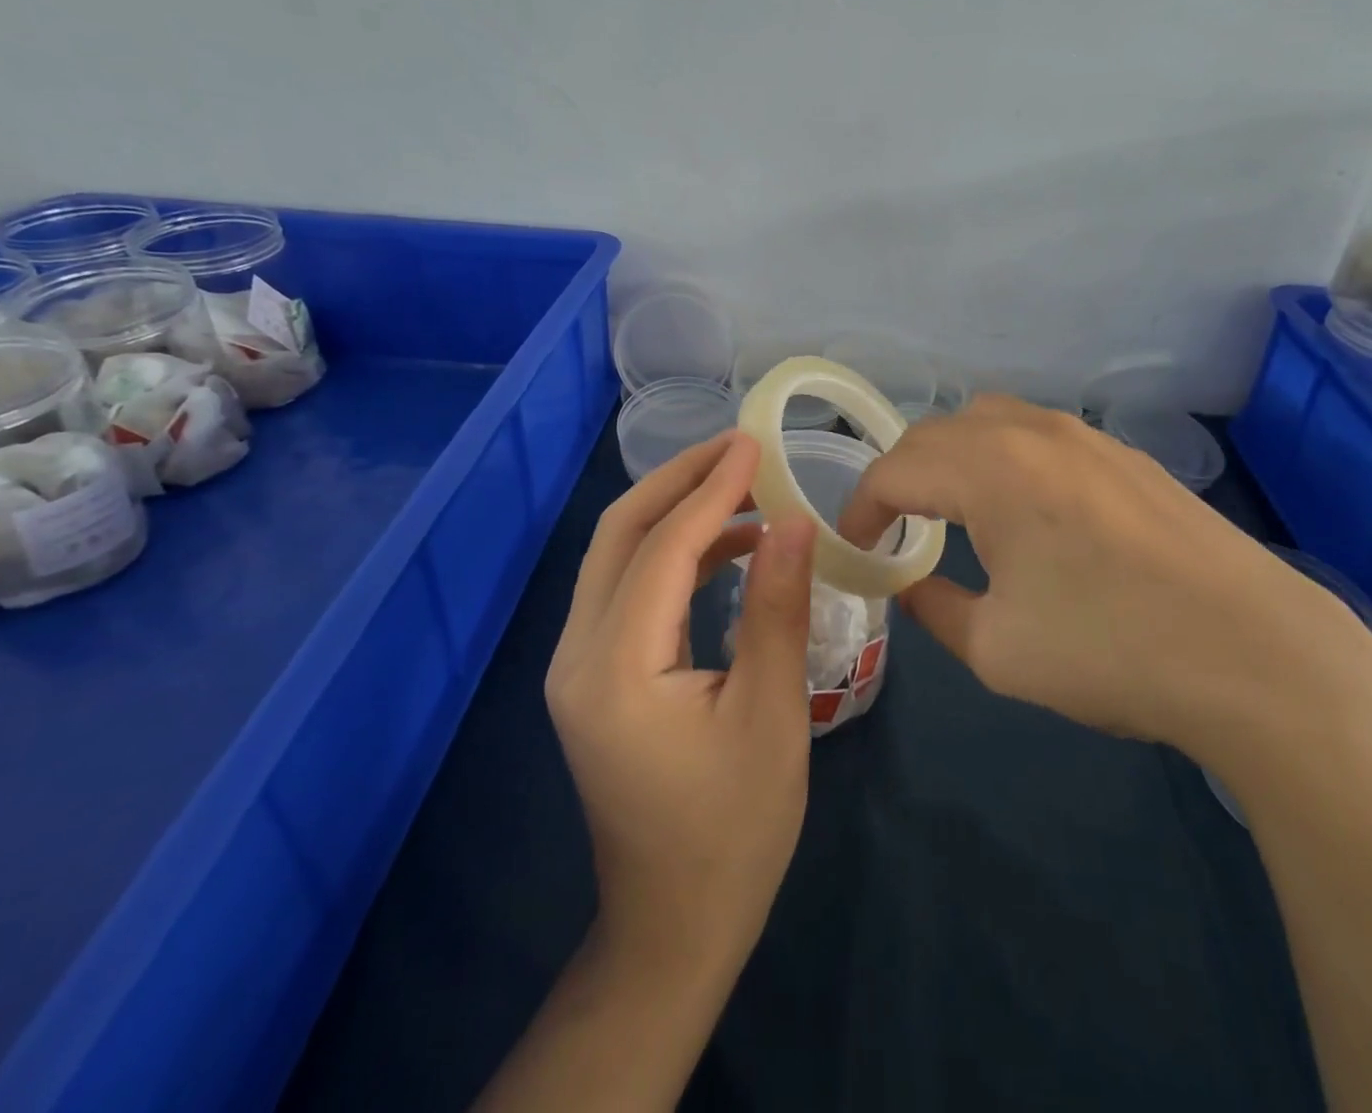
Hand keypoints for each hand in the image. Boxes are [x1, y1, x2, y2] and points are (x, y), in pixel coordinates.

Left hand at [546, 433, 816, 977]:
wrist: (674, 925)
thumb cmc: (734, 831)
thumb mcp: (772, 715)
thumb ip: (777, 609)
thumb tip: (794, 521)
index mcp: (615, 668)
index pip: (662, 548)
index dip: (711, 490)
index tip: (754, 445)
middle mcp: (577, 655)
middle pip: (619, 535)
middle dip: (679, 481)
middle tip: (740, 449)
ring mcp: (577, 665)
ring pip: (618, 557)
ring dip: (675, 512)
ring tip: (742, 489)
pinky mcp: (594, 675)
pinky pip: (628, 590)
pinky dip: (674, 554)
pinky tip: (727, 546)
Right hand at [837, 397, 1371, 763]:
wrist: (1259, 656)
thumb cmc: (1111, 651)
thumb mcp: (997, 649)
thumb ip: (934, 609)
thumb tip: (909, 587)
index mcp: (989, 470)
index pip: (894, 471)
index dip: (860, 509)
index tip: (853, 549)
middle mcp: (1031, 433)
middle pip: (934, 433)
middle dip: (900, 476)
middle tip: (894, 528)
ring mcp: (1085, 437)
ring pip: (987, 420)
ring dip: (951, 457)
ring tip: (949, 509)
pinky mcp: (1125, 455)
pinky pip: (1037, 435)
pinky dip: (1001, 457)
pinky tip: (1023, 508)